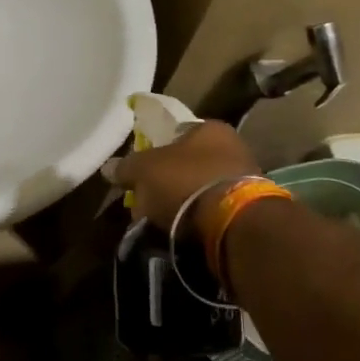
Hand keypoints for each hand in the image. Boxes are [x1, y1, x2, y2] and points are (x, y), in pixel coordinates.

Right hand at [103, 120, 261, 231]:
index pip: (176, 133)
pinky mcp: (250, 210)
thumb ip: (126, 166)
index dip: (154, 150)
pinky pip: (214, 210)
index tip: (140, 171)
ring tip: (162, 221)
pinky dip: (199, 220)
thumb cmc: (185, 181)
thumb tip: (109, 167)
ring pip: (201, 188)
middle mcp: (233, 147)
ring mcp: (246, 179)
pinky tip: (184, 232)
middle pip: (189, 163)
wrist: (232, 223)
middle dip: (167, 181)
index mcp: (209, 128)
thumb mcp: (144, 170)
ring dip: (183, 203)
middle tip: (148, 200)